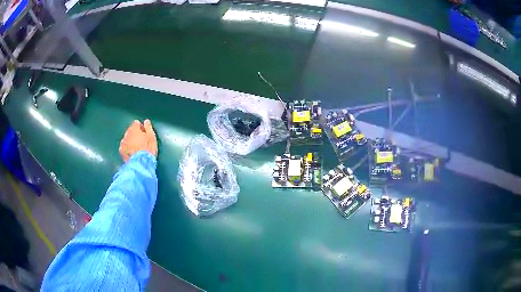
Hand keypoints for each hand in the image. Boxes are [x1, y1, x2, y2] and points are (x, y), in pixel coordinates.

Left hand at [119, 119, 157, 161]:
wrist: (141, 164)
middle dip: (135, 135)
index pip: (136, 123)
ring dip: (130, 142)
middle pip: (130, 131)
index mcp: (134, 129)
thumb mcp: (152, 137)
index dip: (141, 127)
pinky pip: (124, 148)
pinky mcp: (121, 152)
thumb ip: (148, 127)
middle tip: (141, 142)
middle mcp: (126, 134)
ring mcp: (122, 144)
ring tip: (137, 149)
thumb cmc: (148, 149)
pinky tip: (132, 154)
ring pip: (126, 139)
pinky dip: (127, 149)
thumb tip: (146, 121)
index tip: (145, 133)